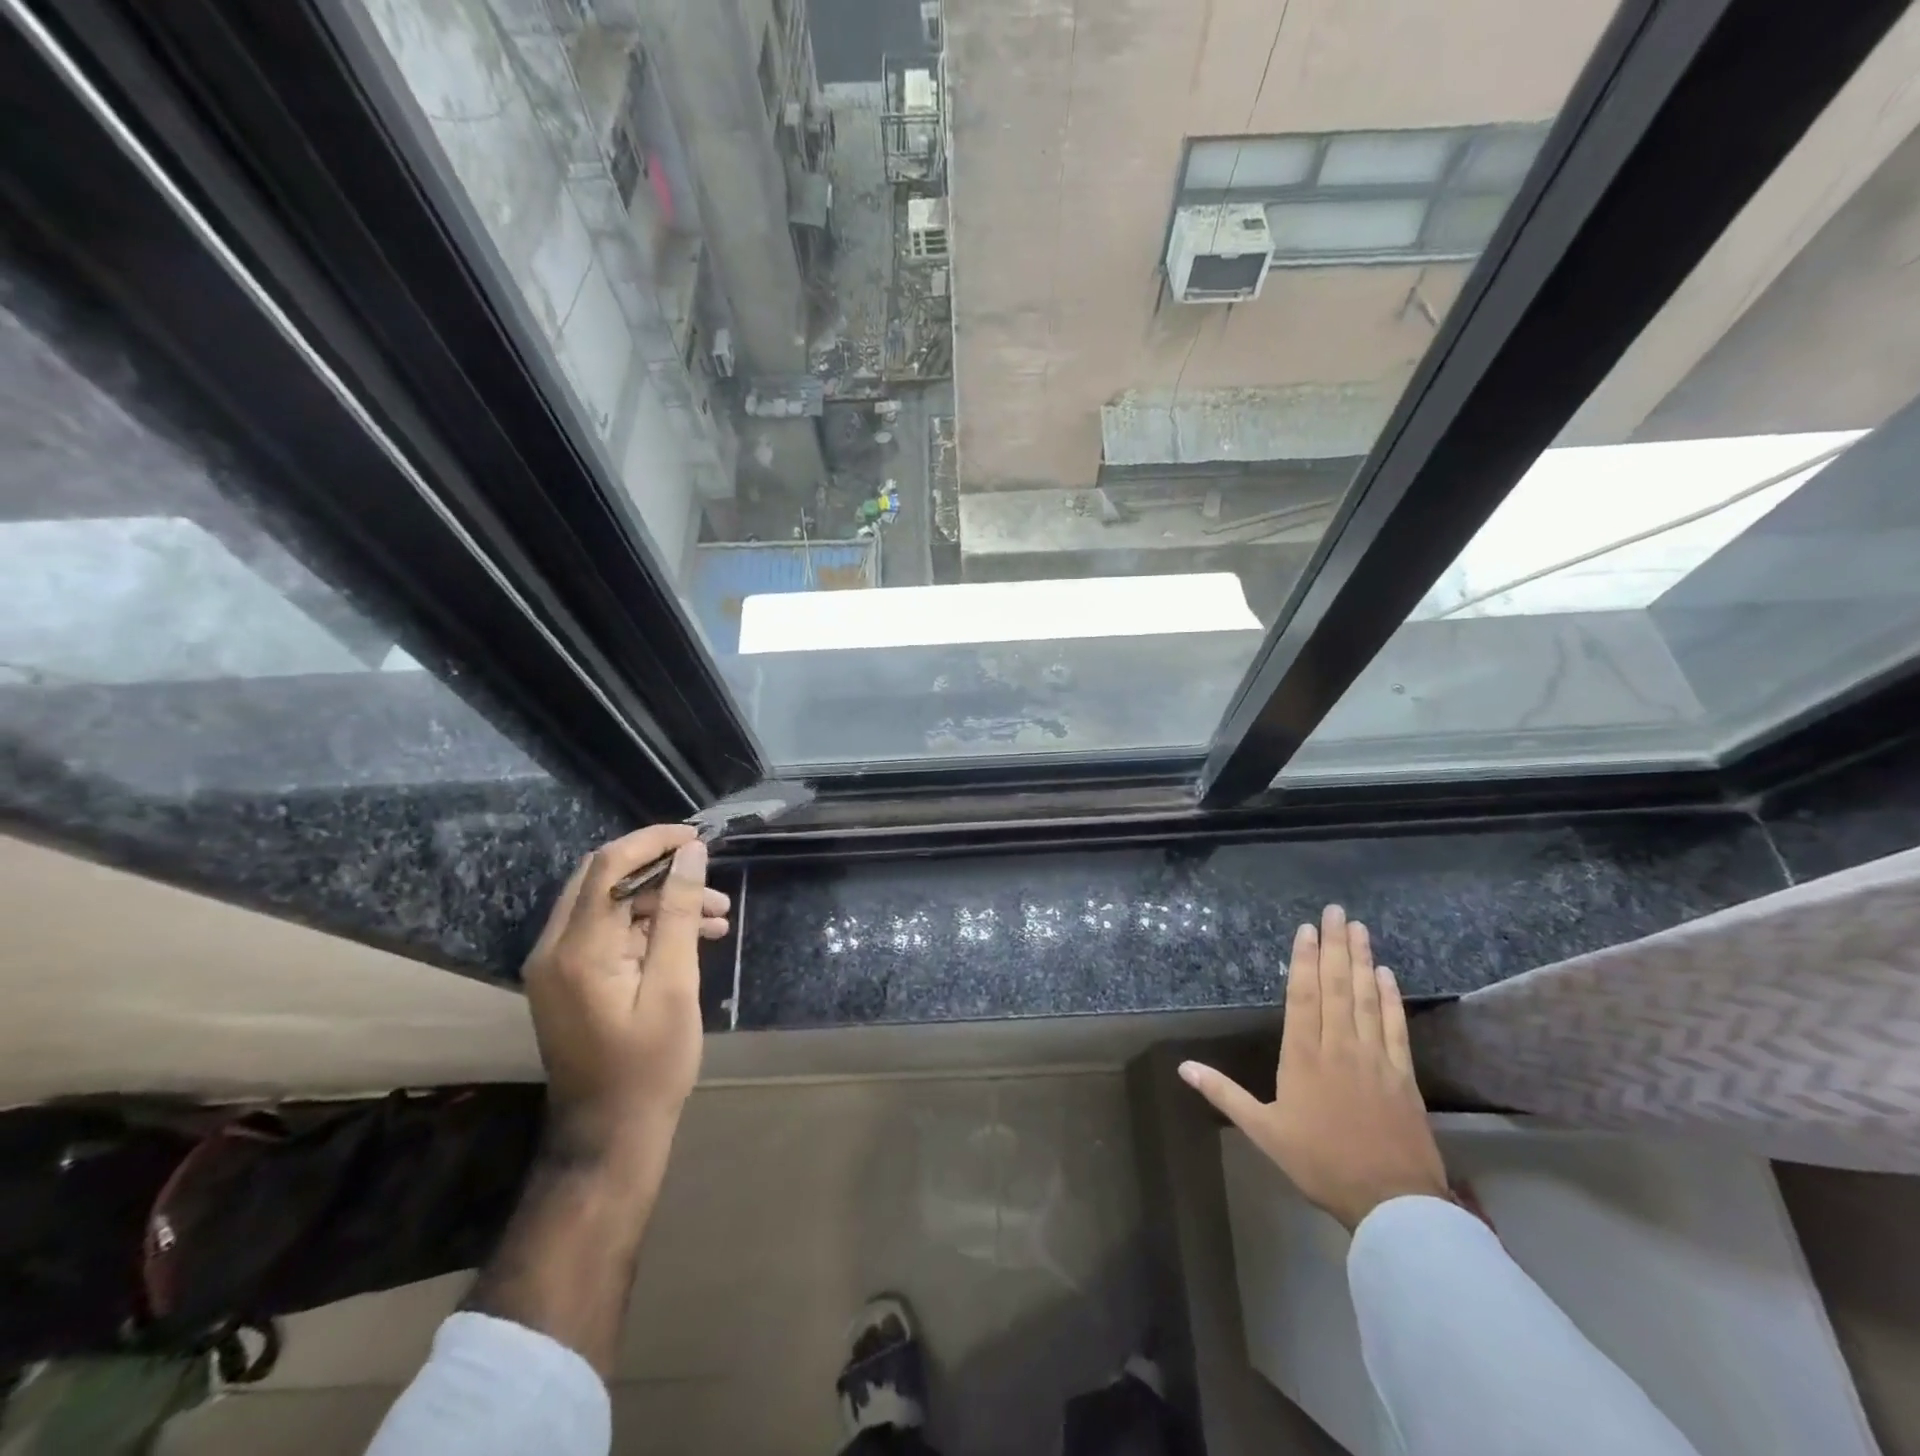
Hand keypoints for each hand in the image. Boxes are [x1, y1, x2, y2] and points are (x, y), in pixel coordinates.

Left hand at [521, 825, 730, 1162]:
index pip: (608, 865)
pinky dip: (649, 927)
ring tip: (718, 914)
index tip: (698, 838)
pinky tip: (695, 937)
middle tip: (709, 875)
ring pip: (611, 905)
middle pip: (604, 878)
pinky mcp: (569, 980)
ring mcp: (557, 966)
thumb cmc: (650, 1065)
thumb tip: (691, 854)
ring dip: (662, 901)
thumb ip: (680, 913)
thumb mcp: (676, 985)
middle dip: (661, 870)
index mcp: (578, 949)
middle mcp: (555, 948)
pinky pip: (609, 933)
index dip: (653, 841)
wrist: (610, 1136)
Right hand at [1181, 905, 1447, 1230]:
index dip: (1304, 960)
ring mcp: (1374, 1058)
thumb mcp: (1263, 1131)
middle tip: (1336, 911)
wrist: (1391, 1202)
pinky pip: (1394, 1027)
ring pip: (1364, 999)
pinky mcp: (1402, 1075)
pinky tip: (1385, 975)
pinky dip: (1389, 998)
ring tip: (1359, 928)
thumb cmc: (1319, 1163)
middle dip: (1335, 946)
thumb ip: (1224, 1093)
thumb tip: (1183, 1067)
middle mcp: (1338, 1047)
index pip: (1302, 997)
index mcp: (1303, 1057)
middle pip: (1335, 987)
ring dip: (1361, 961)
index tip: (1307, 929)